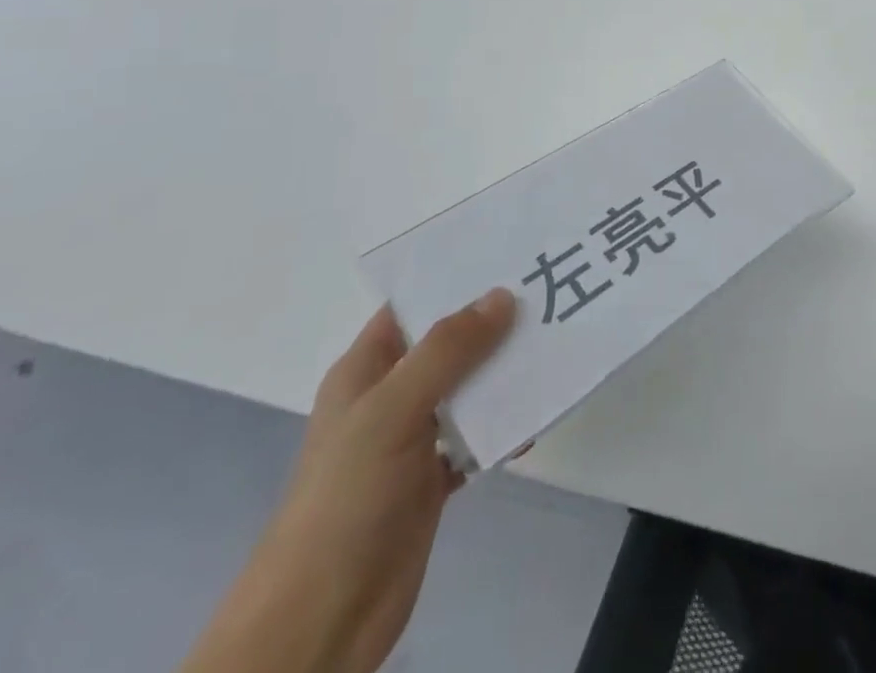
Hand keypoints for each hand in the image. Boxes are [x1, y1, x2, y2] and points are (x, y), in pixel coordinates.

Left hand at [180, 290, 515, 672]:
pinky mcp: (431, 480)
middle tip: (548, 297)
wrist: (321, 619)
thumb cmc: (347, 497)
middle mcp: (389, 396)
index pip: (413, 306)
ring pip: (467, 390)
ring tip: (555, 350)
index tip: (509, 256)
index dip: (454, 280)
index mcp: (366, 369)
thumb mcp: (393, 409)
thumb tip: (502, 296)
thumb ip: (448, 350)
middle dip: (494, 325)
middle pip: (449, 345)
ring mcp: (411, 439)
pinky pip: (476, 439)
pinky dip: (502, 430)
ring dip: (504, 376)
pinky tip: (533, 424)